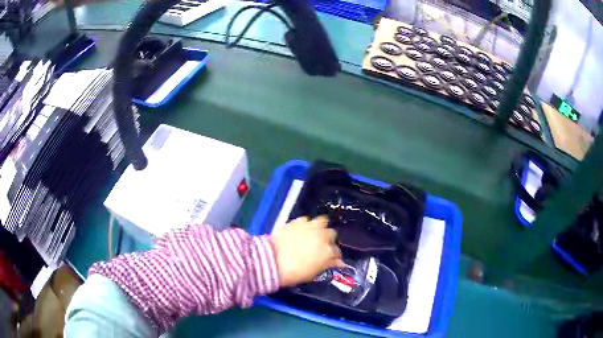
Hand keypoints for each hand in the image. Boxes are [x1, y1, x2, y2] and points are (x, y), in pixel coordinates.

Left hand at [271, 216, 343, 286]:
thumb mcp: (313, 273)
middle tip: (322, 245)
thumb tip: (338, 262)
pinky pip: (307, 219)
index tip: (331, 259)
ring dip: (321, 227)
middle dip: (329, 239)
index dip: (334, 256)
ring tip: (315, 233)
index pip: (337, 252)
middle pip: (332, 234)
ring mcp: (310, 227)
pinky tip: (302, 230)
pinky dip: (306, 224)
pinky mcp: (297, 221)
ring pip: (322, 221)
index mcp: (328, 251)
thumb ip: (327, 265)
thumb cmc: (294, 273)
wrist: (272, 261)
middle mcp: (322, 236)